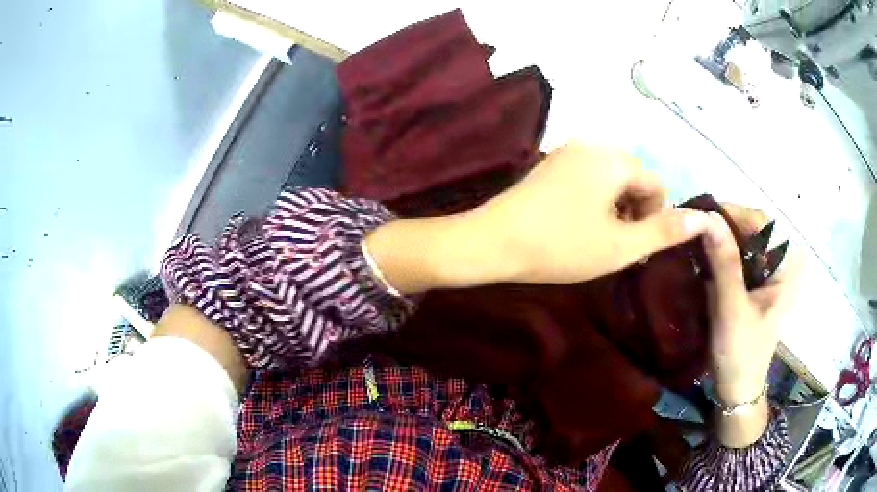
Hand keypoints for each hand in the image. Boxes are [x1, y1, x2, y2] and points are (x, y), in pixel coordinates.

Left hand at [471, 144, 708, 283]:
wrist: (494, 242)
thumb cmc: (562, 245)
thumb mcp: (621, 245)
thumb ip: (664, 231)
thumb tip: (703, 218)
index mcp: (614, 159)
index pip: (656, 185)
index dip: (654, 219)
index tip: (636, 248)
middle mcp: (593, 145)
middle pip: (634, 178)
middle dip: (635, 212)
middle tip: (617, 247)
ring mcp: (568, 152)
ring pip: (612, 180)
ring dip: (616, 209)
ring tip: (598, 239)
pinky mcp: (551, 164)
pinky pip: (589, 178)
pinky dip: (595, 201)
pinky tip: (578, 225)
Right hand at [703, 206, 800, 406]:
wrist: (736, 389)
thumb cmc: (741, 352)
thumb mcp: (732, 308)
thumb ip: (725, 263)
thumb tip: (708, 217)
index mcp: (784, 267)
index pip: (761, 222)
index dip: (732, 213)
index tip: (702, 213)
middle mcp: (777, 264)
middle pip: (750, 230)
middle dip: (723, 225)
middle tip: (693, 225)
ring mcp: (764, 275)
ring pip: (741, 243)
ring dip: (718, 239)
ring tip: (693, 238)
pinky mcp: (751, 285)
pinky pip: (735, 259)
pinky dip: (718, 254)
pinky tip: (701, 257)